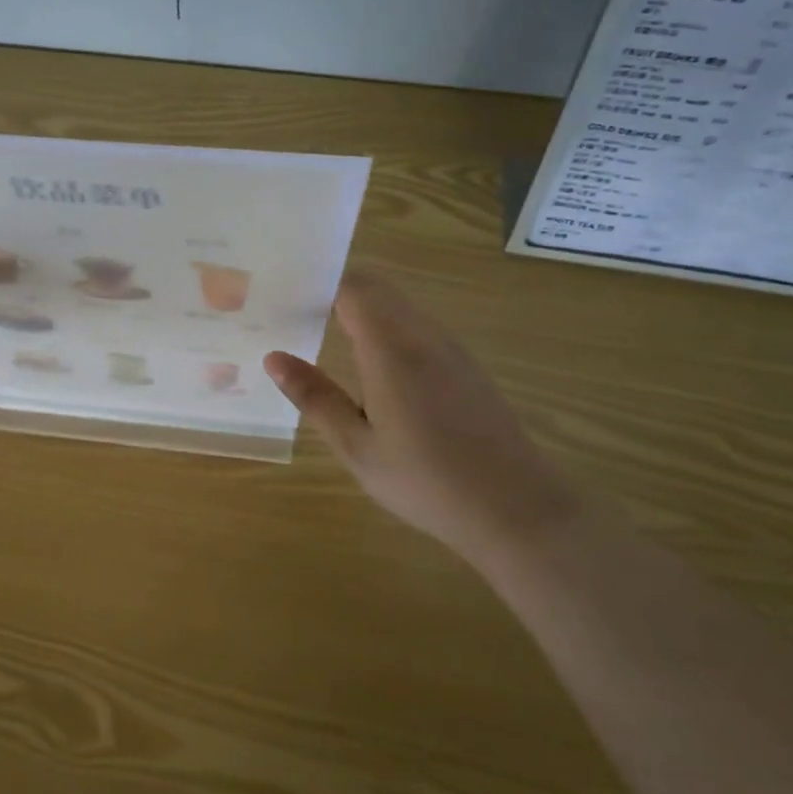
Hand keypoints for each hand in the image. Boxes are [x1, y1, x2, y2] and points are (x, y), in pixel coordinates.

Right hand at [264, 270, 577, 561]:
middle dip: (337, 292)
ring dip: (364, 310)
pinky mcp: (467, 367)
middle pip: (377, 289)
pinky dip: (388, 329)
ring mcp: (451, 349)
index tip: (285, 296)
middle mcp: (423, 335)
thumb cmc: (427, 481)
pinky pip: (419, 328)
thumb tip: (275, 357)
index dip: (319, 283)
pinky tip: (373, 368)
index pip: (353, 287)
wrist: (518, 510)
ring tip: (325, 334)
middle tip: (296, 314)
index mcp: (391, 348)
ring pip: (400, 307)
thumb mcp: (358, 447)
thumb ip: (315, 397)